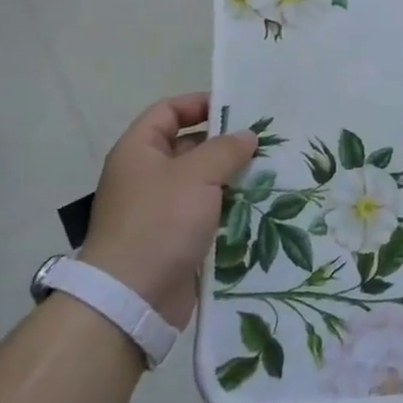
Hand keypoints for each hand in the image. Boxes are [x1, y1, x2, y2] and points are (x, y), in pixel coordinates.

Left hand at [79, 93, 256, 328]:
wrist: (132, 299)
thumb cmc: (160, 222)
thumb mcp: (197, 175)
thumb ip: (225, 149)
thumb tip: (246, 136)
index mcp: (139, 151)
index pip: (168, 111)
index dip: (198, 104)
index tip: (236, 108)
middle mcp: (145, 176)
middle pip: (188, 147)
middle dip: (224, 145)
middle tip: (264, 144)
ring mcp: (159, 210)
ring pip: (201, 183)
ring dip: (231, 179)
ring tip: (270, 174)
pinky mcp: (174, 240)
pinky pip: (205, 215)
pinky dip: (228, 210)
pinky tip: (258, 209)